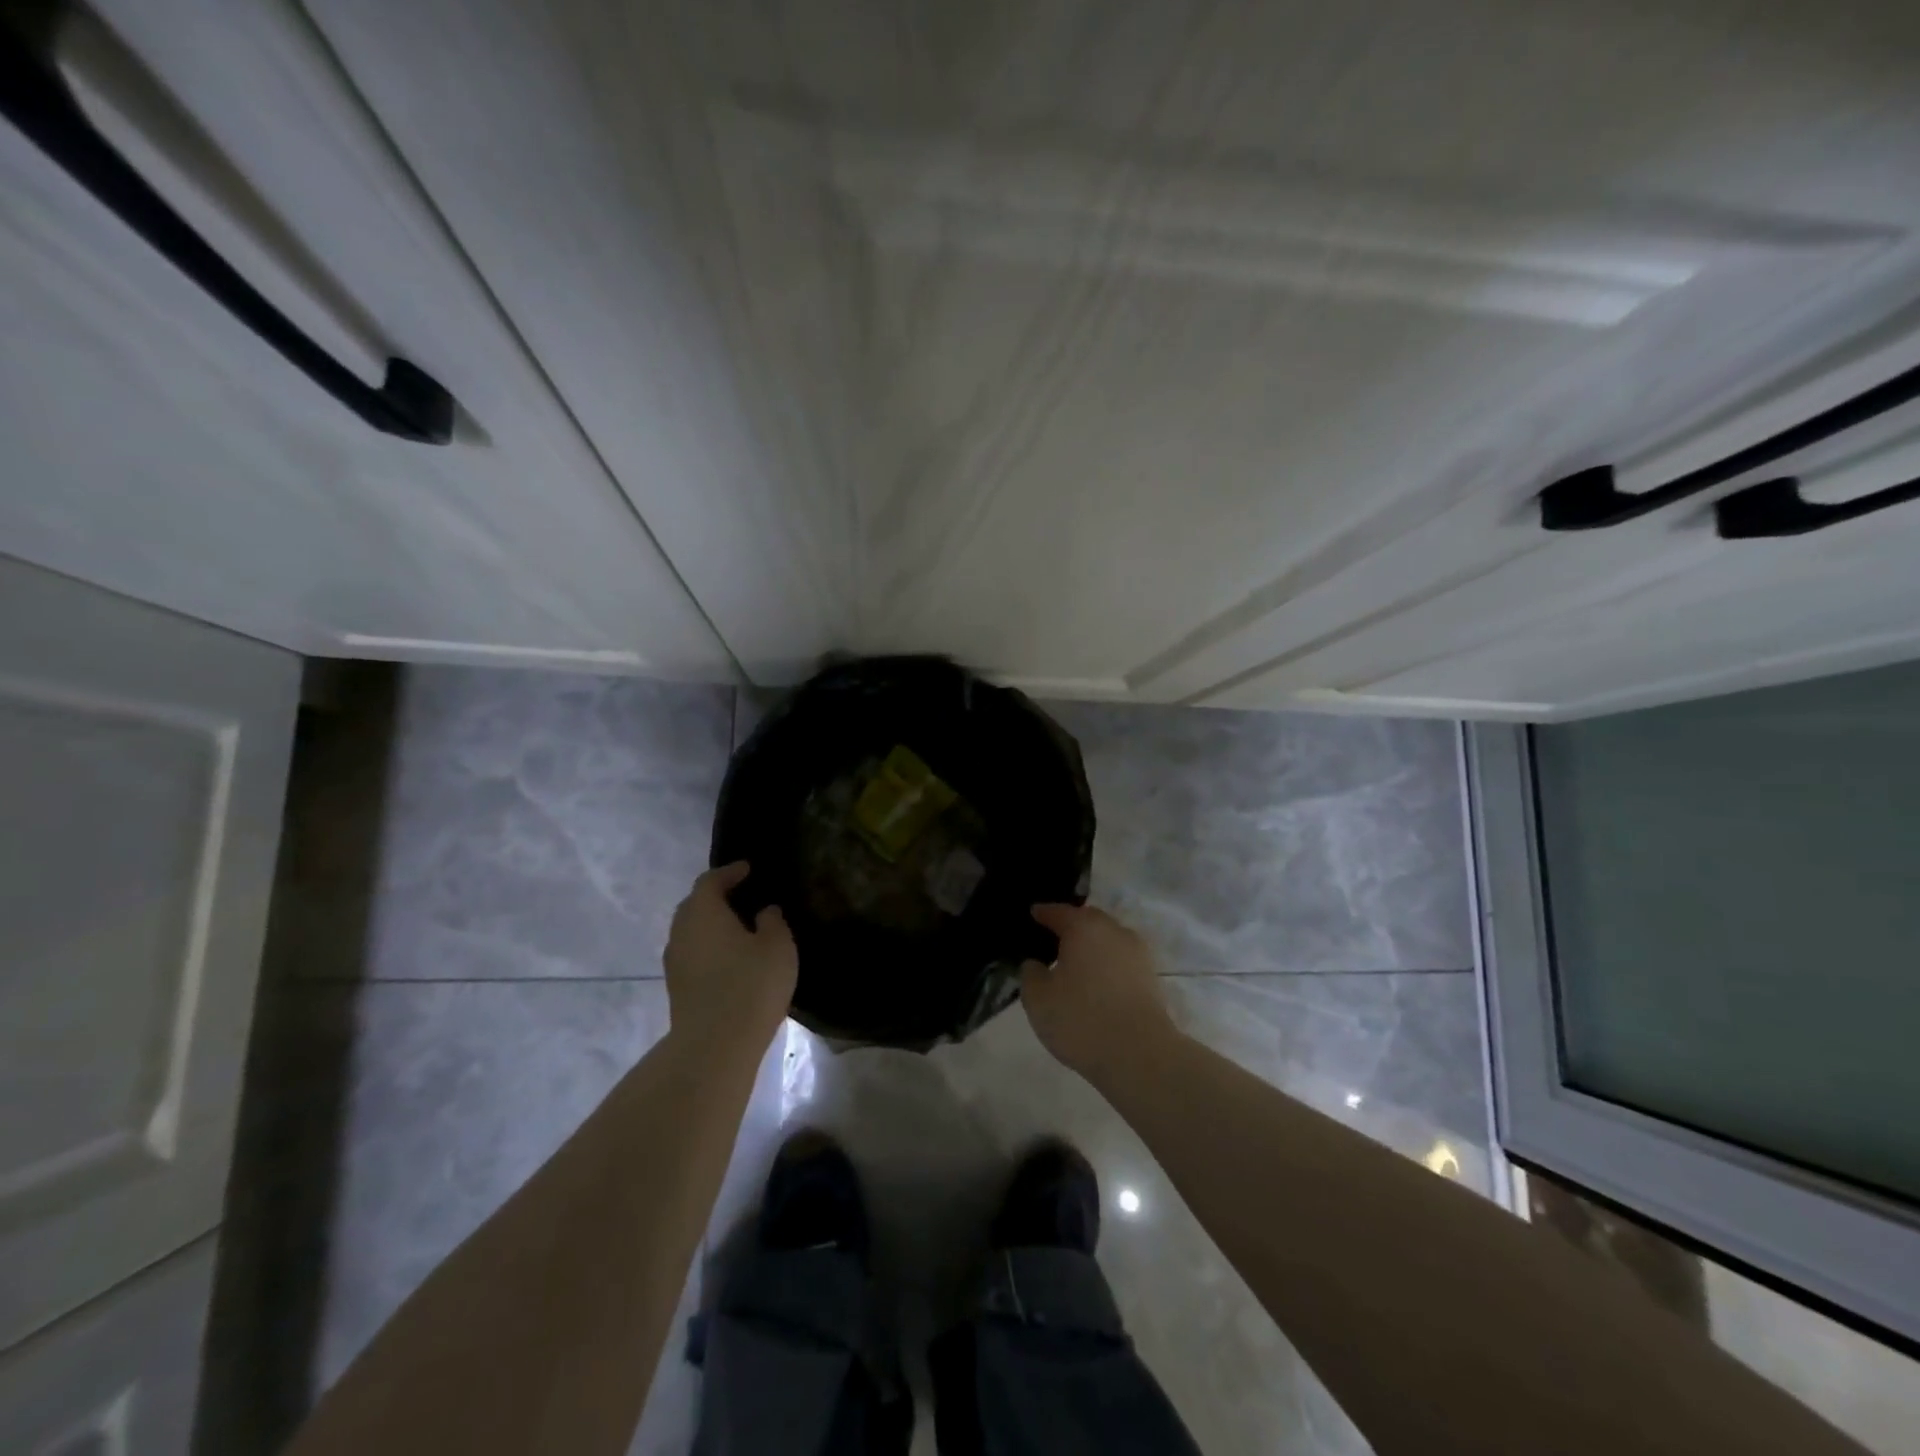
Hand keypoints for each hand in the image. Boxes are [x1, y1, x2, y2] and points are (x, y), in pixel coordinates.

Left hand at [663, 863, 796, 1054]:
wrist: (715, 1045)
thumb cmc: (751, 984)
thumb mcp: (777, 946)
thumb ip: (772, 921)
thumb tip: (764, 911)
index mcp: (703, 911)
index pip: (710, 881)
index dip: (729, 872)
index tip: (747, 869)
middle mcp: (682, 931)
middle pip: (695, 904)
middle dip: (715, 896)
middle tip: (741, 895)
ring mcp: (675, 961)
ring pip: (691, 931)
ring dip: (710, 925)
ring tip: (737, 928)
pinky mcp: (677, 988)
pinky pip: (693, 954)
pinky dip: (708, 947)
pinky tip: (729, 958)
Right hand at [1020, 903, 1177, 1081]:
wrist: (1140, 1055)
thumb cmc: (1081, 1019)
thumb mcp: (1037, 998)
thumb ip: (1031, 973)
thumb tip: (1036, 963)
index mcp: (1083, 927)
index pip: (1058, 911)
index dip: (1043, 913)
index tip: (1033, 915)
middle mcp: (1113, 931)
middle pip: (1087, 920)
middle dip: (1071, 926)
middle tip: (1052, 941)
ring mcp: (1137, 953)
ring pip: (1108, 940)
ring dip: (1092, 946)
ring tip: (1075, 965)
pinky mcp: (1151, 977)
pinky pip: (1121, 960)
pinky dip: (1107, 964)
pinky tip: (1097, 983)